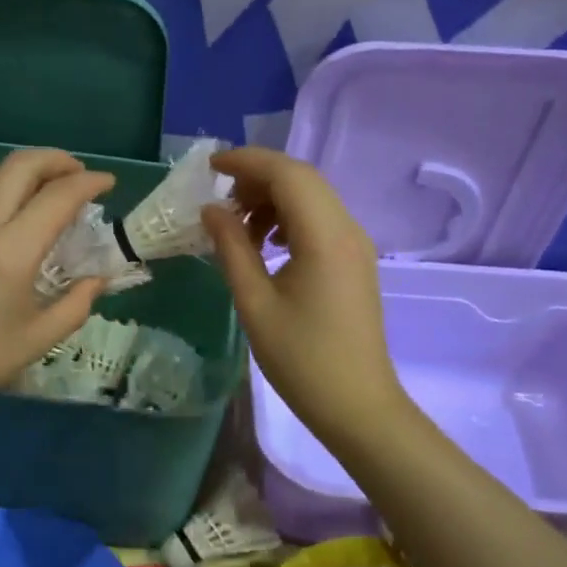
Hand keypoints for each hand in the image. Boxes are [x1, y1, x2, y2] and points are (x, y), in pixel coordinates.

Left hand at [0, 149, 113, 422]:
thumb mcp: (35, 342)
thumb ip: (74, 307)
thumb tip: (96, 281)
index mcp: (13, 251)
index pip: (58, 196)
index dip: (89, 183)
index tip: (109, 184)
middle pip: (20, 164)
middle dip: (57, 159)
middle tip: (79, 176)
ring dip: (24, 171)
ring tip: (44, 193)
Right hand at [201, 147, 404, 447]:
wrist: (357, 405)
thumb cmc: (302, 360)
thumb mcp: (255, 304)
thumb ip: (232, 249)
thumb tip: (211, 210)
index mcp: (325, 237)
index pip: (287, 174)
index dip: (247, 161)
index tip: (209, 166)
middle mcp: (348, 229)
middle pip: (302, 179)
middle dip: (258, 178)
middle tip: (220, 201)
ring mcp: (356, 244)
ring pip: (313, 197)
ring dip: (273, 199)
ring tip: (239, 229)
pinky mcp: (355, 260)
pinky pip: (321, 220)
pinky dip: (290, 218)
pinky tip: (266, 246)